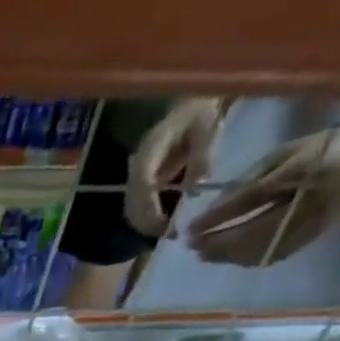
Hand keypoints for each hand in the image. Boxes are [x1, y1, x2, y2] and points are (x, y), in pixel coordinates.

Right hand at [124, 97, 225, 237]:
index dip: (149, 208)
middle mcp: (136, 165)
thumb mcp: (208, 127)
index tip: (165, 225)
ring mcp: (135, 176)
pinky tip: (163, 224)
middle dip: (148, 223)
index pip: (142, 184)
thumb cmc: (201, 112)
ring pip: (131, 209)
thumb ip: (202, 155)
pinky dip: (147, 220)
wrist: (189, 105)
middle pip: (132, 203)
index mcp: (151, 149)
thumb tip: (195, 189)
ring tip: (168, 232)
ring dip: (146, 225)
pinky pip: (137, 207)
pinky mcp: (139, 183)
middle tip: (171, 235)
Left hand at [186, 122, 339, 267]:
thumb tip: (217, 207)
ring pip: (259, 249)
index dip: (217, 217)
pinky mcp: (309, 238)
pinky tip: (226, 257)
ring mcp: (309, 224)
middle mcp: (307, 201)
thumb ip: (253, 178)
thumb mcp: (287, 153)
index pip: (250, 199)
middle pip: (251, 232)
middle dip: (217, 242)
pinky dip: (244, 258)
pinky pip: (270, 255)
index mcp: (303, 170)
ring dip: (226, 255)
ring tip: (202, 253)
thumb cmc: (325, 149)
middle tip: (190, 245)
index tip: (191, 228)